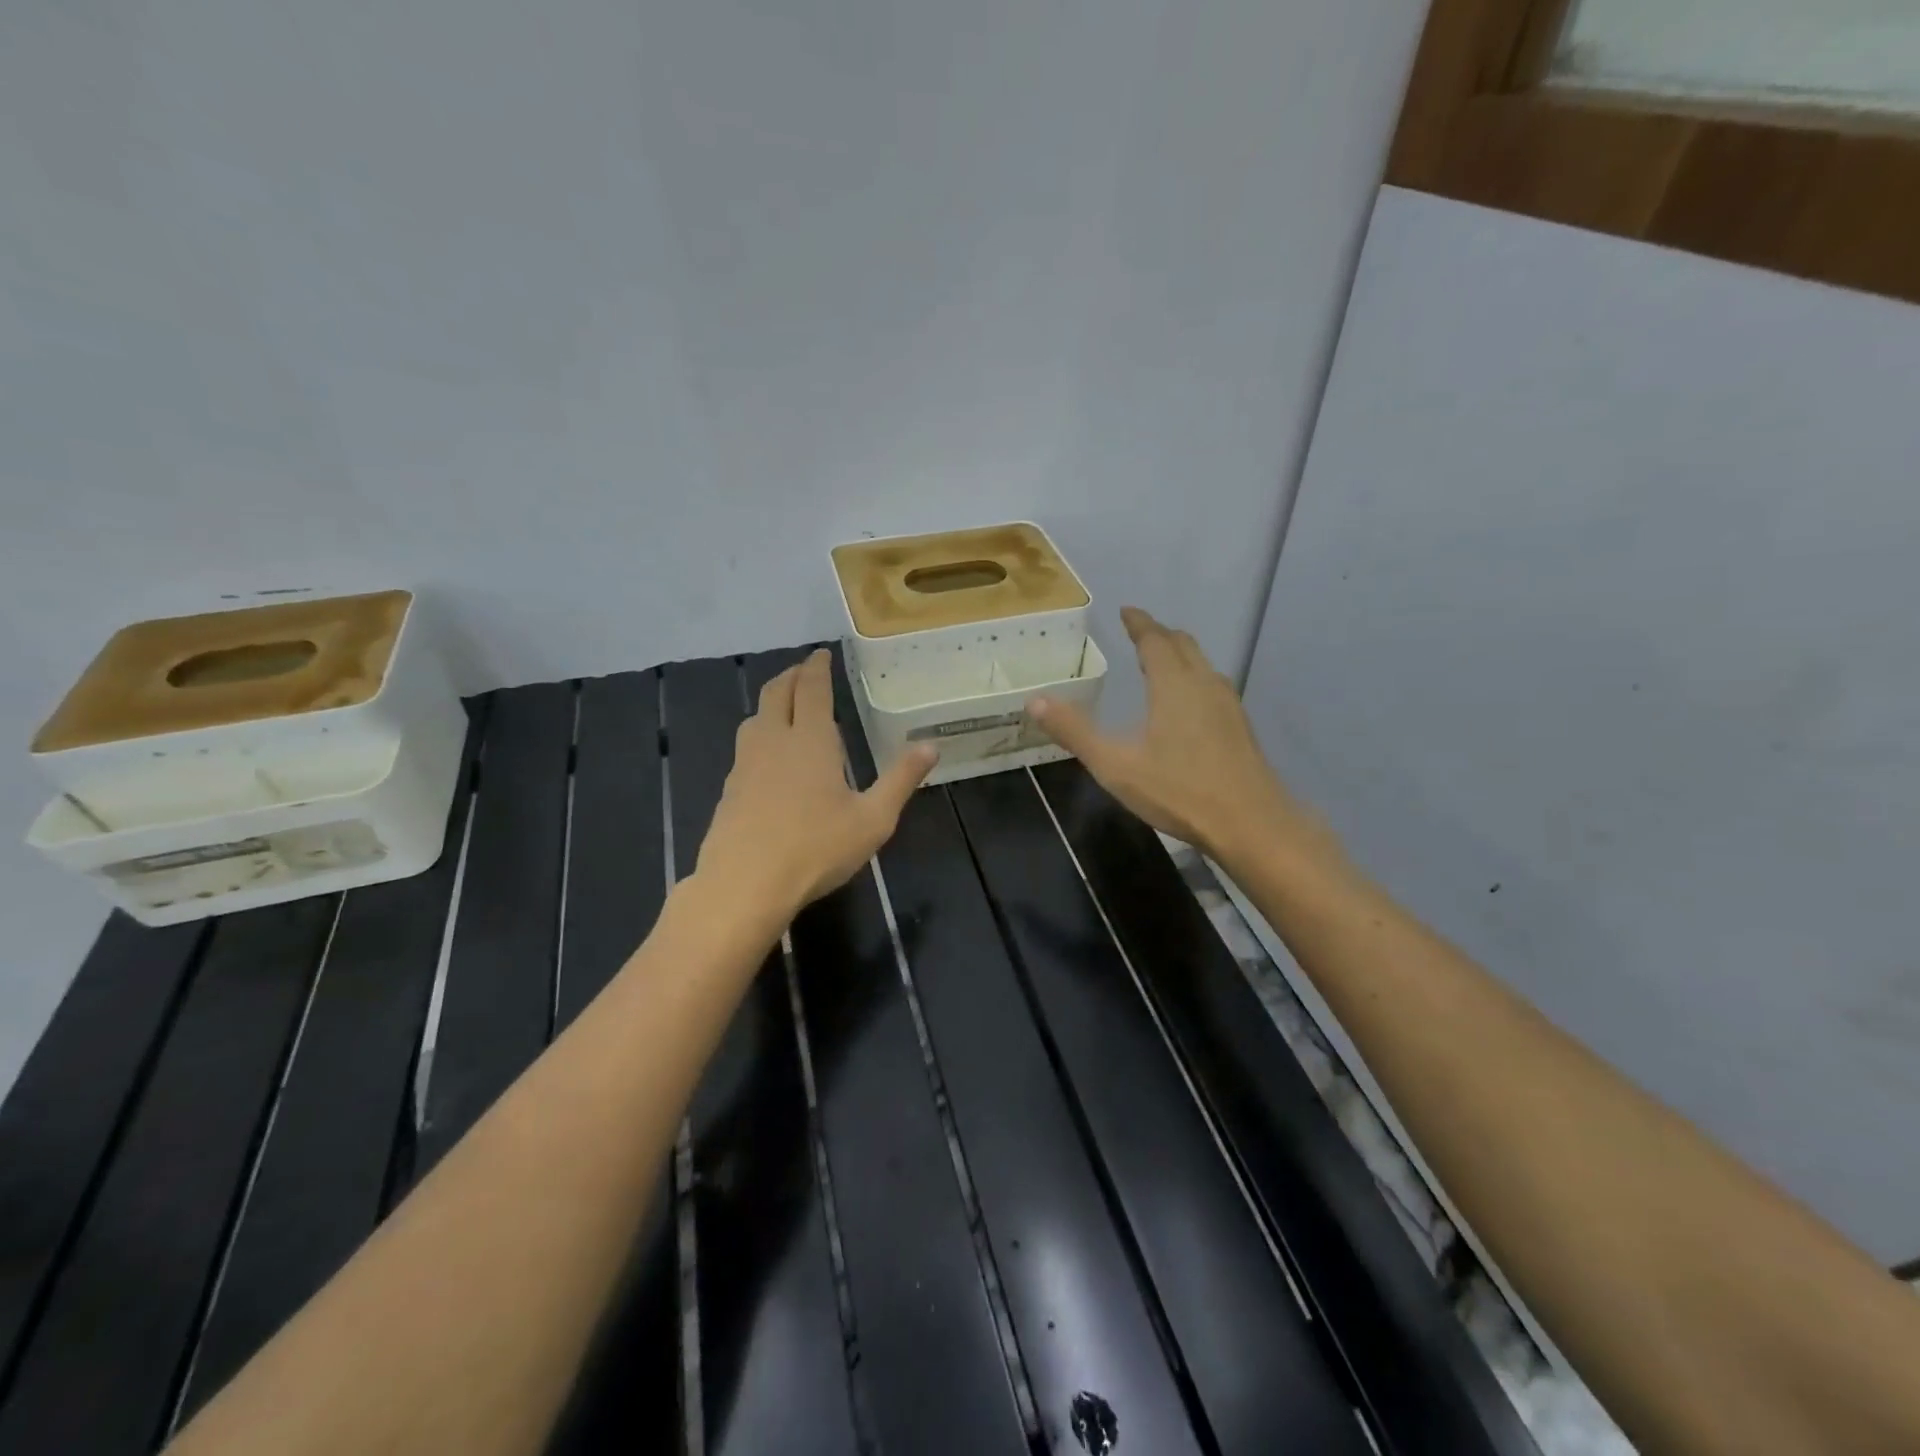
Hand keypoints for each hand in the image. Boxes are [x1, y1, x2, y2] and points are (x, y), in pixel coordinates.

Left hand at [695, 650, 935, 921]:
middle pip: (777, 693)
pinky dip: (761, 734)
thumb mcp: (873, 819)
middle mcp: (774, 741)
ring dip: (772, 702)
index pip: (813, 689)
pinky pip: (746, 746)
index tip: (821, 654)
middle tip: (805, 671)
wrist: (743, 885)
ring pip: (756, 717)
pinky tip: (770, 758)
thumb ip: (901, 780)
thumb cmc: (816, 849)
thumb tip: (931, 746)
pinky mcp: (730, 789)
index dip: (817, 667)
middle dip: (792, 676)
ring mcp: (745, 764)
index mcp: (811, 740)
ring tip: (788, 708)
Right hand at [1029, 607, 1321, 862]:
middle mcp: (1204, 684)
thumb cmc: (1179, 791)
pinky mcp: (1240, 727)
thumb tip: (1034, 701)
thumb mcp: (1115, 765)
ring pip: (1202, 664)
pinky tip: (1188, 702)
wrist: (1251, 824)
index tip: (1127, 610)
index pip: (1155, 640)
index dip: (1139, 623)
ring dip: (1180, 654)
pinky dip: (1194, 676)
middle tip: (1140, 632)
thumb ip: (1075, 732)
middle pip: (1183, 645)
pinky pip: (1213, 685)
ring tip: (1161, 661)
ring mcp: (1228, 705)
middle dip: (1160, 634)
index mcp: (1174, 685)